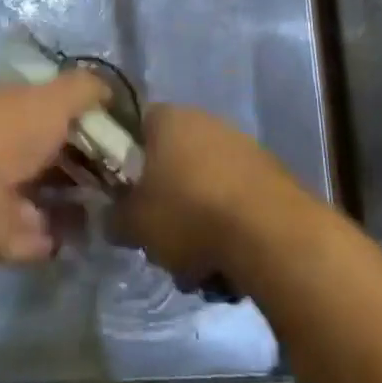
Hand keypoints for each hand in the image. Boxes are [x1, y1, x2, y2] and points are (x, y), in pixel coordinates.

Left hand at [0, 71, 107, 266]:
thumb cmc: (10, 134)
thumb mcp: (54, 98)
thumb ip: (84, 89)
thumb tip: (110, 90)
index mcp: (5, 106)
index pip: (43, 102)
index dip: (76, 108)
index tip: (111, 120)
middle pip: (46, 148)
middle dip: (80, 155)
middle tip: (121, 163)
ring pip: (44, 190)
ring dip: (75, 195)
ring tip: (116, 197)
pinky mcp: (0, 233)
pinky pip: (40, 231)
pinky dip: (63, 231)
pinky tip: (95, 228)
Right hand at [115, 104, 299, 285]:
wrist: (270, 231)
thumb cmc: (190, 214)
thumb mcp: (136, 224)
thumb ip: (115, 217)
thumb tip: (110, 217)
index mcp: (167, 118)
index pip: (137, 128)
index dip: (127, 162)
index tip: (126, 196)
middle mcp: (203, 119)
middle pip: (172, 159)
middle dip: (166, 200)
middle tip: (160, 238)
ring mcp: (239, 143)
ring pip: (204, 182)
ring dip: (197, 218)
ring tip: (197, 264)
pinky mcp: (268, 171)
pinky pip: (234, 197)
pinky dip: (228, 225)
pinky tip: (228, 261)